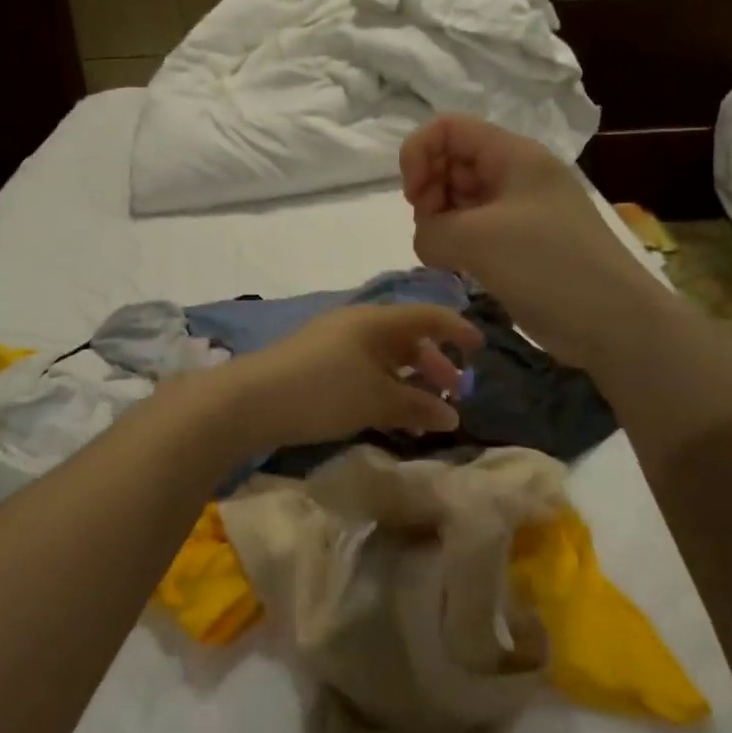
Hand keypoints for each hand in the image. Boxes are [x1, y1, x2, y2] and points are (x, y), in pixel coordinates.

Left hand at [216, 304, 483, 448]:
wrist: (250, 400)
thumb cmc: (323, 391)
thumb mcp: (376, 400)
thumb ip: (418, 406)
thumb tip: (452, 415)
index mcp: (377, 320)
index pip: (428, 316)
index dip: (457, 330)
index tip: (481, 349)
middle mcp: (357, 323)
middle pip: (407, 337)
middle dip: (434, 363)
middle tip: (453, 391)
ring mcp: (333, 341)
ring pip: (384, 355)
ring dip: (408, 379)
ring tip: (422, 411)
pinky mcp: (315, 362)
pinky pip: (363, 368)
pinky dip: (383, 386)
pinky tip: (385, 413)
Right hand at [400, 114, 661, 369]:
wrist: (614, 322)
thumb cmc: (549, 266)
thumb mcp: (478, 239)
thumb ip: (432, 230)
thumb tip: (428, 240)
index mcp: (514, 156)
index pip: (449, 129)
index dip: (419, 154)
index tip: (415, 199)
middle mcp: (517, 176)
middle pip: (454, 162)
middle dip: (429, 191)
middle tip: (431, 231)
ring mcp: (522, 213)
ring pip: (463, 199)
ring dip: (442, 221)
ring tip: (443, 254)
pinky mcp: (522, 247)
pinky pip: (477, 231)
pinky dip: (459, 243)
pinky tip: (458, 268)